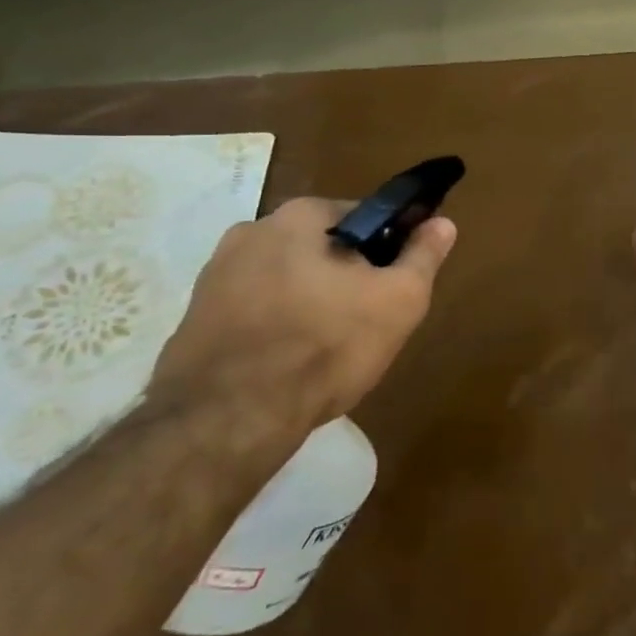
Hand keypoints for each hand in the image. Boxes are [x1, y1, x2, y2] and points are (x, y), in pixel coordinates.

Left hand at [152, 197, 455, 432]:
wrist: (229, 418)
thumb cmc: (327, 345)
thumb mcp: (399, 299)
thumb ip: (423, 256)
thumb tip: (442, 223)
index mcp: (300, 216)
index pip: (363, 217)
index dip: (387, 249)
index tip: (395, 284)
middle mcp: (250, 231)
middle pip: (321, 249)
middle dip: (345, 276)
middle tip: (366, 320)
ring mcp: (213, 276)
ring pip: (286, 280)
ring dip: (309, 301)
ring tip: (327, 348)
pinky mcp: (193, 319)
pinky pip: (253, 312)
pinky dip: (274, 328)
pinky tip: (288, 363)